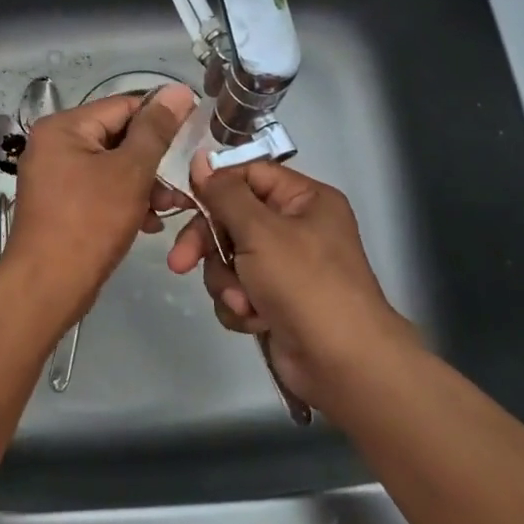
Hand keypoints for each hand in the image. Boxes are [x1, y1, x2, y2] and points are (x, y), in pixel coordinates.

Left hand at [1, 85, 196, 324]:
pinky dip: (125, 201)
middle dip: (153, 161)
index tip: (196, 133)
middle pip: (117, 137)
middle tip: (182, 182)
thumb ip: (156, 130)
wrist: (47, 286)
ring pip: (112, 167)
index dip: (162, 117)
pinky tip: (149, 222)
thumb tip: (177, 90)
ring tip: (170, 208)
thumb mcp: (130, 172)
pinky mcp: (60, 204)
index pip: (123, 106)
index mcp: (63, 127)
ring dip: (144, 185)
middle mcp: (53, 144)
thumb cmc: (90, 222)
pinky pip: (100, 190)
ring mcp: (54, 176)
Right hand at [166, 155, 417, 411]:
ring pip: (229, 258)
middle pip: (232, 219)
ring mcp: (285, 267)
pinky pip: (238, 289)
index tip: (182, 201)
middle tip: (181, 262)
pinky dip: (239, 305)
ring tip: (242, 302)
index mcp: (305, 200)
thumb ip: (225, 194)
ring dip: (226, 281)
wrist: (341, 363)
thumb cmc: (305, 283)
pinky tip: (254, 320)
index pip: (249, 175)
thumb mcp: (260, 230)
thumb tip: (200, 159)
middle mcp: (296, 228)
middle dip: (208, 245)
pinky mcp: (274, 301)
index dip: (215, 187)